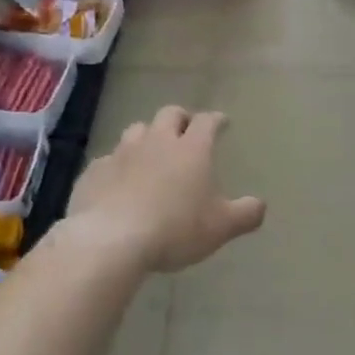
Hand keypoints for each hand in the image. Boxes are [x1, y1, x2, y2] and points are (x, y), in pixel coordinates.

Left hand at [67, 107, 265, 271]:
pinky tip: (119, 179)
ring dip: (147, 135)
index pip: (207, 122)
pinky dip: (118, 164)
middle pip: (169, 115)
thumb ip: (246, 214)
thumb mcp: (221, 227)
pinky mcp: (94, 171)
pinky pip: (108, 159)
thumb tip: (260, 205)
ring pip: (136, 130)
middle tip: (186, 128)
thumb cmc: (175, 229)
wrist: (111, 239)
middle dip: (181, 118)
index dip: (216, 119)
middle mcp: (157, 142)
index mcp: (191, 149)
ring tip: (152, 150)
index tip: (222, 122)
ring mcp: (122, 153)